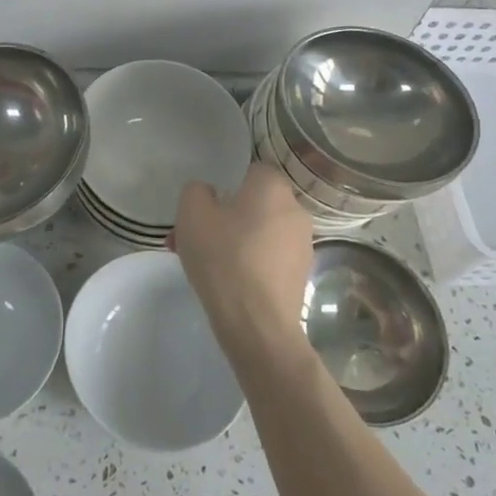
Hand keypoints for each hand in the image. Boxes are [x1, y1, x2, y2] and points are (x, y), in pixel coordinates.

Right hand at [172, 164, 314, 346]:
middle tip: (194, 238)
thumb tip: (209, 193)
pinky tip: (227, 283)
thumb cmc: (224, 258)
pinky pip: (268, 258)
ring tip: (203, 264)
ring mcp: (303, 244)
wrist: (257, 324)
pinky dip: (249, 263)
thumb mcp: (192, 213)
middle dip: (224, 217)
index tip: (205, 208)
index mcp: (273, 187)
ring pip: (259, 232)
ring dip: (234, 241)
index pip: (250, 171)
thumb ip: (196, 191)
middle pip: (253, 204)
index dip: (225, 185)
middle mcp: (295, 210)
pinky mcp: (301, 275)